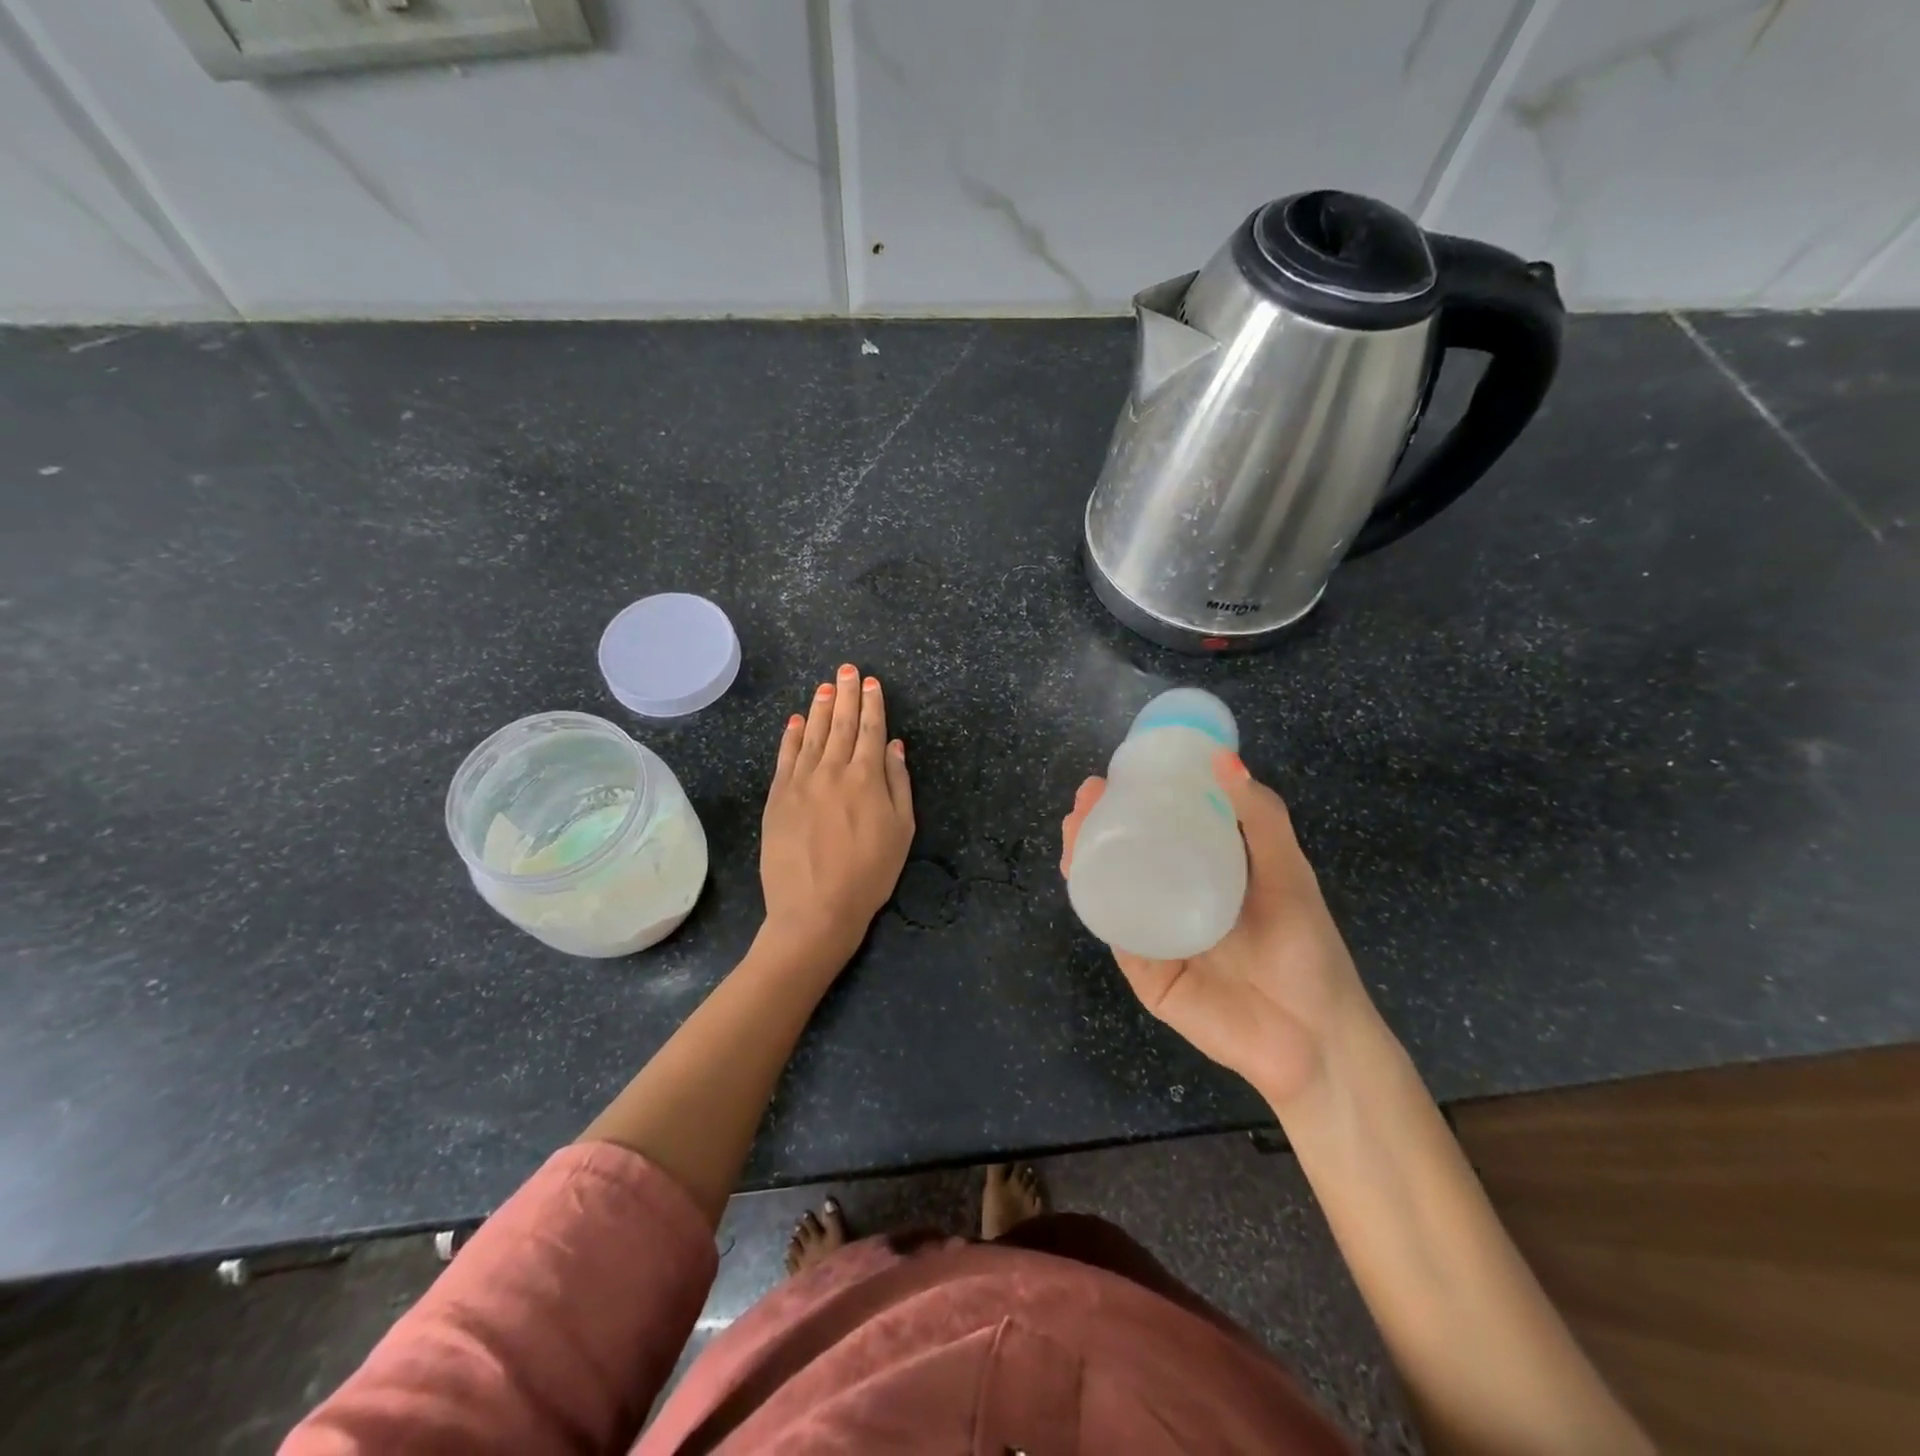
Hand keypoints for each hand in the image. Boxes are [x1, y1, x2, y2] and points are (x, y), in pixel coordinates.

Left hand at [760, 663, 914, 964]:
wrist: (815, 908)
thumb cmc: (869, 873)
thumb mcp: (902, 831)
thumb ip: (898, 783)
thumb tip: (895, 745)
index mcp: (867, 777)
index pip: (871, 730)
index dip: (872, 704)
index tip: (870, 682)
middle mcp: (832, 770)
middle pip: (841, 725)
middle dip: (846, 694)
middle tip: (847, 669)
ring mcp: (801, 782)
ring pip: (812, 735)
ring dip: (820, 708)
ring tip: (824, 686)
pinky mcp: (778, 797)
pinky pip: (785, 757)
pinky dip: (792, 736)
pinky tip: (796, 720)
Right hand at [1061, 752, 1370, 1108]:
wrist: (1313, 1038)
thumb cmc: (1306, 948)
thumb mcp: (1287, 871)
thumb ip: (1260, 816)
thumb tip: (1224, 756)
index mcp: (1206, 872)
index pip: (1159, 828)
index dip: (1133, 799)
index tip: (1113, 775)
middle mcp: (1174, 899)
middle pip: (1124, 855)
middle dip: (1096, 824)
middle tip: (1085, 801)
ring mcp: (1155, 936)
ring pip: (1110, 890)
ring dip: (1084, 857)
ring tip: (1075, 828)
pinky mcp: (1145, 973)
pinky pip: (1116, 934)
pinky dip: (1096, 905)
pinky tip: (1083, 877)